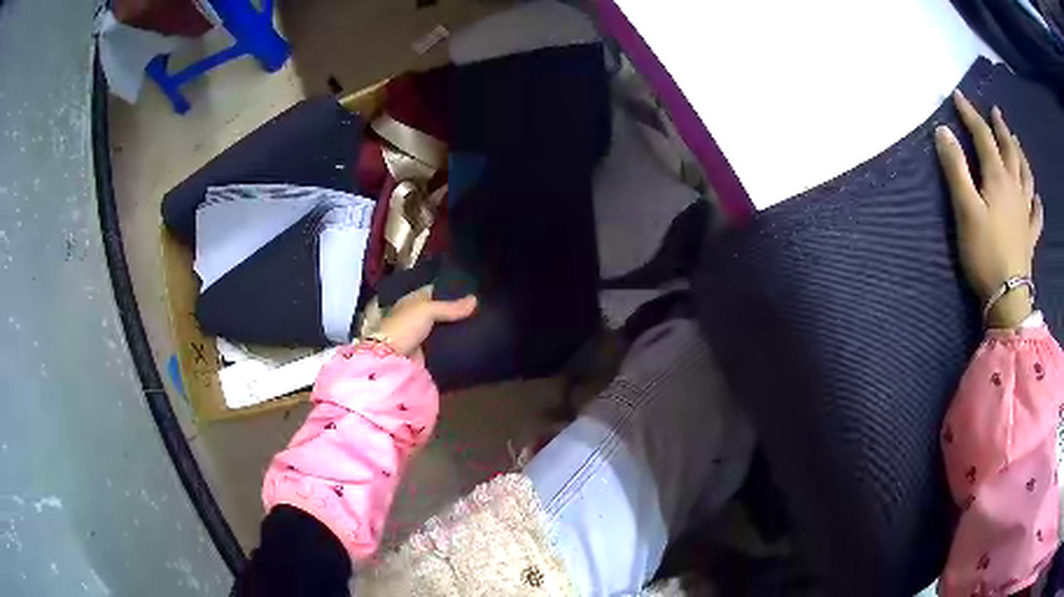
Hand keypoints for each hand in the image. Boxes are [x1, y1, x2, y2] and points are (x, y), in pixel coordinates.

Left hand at [369, 285, 476, 358]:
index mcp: (413, 300)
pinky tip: (472, 340)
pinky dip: (455, 343)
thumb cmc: (405, 326)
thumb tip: (476, 299)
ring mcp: (423, 334)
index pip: (435, 291)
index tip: (472, 290)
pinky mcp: (428, 351)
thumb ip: (451, 307)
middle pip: (442, 311)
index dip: (451, 290)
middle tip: (482, 308)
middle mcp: (418, 316)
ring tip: (481, 324)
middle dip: (458, 311)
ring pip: (445, 328)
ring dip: (458, 328)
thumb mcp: (427, 310)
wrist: (392, 358)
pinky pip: (445, 344)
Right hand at [935, 90, 1041, 328]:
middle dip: (1000, 128)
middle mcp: (1014, 188)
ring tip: (1016, 142)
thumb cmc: (984, 252)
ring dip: (1020, 155)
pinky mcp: (1029, 236)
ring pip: (1026, 176)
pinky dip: (1037, 202)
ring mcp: (1025, 213)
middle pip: (1009, 150)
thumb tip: (943, 131)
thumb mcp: (965, 209)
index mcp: (998, 178)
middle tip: (995, 112)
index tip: (958, 95)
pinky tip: (1037, 196)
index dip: (970, 114)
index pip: (983, 136)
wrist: (1007, 297)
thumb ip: (955, 168)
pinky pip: (1036, 214)